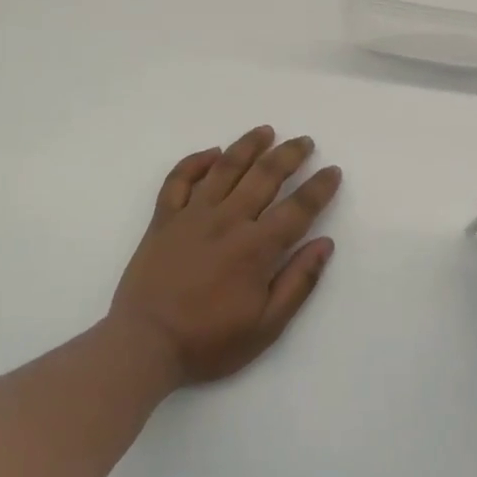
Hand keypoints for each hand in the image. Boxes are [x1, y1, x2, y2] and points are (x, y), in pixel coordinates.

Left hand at [109, 126, 341, 387]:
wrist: (143, 345)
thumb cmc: (208, 341)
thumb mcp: (266, 327)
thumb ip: (298, 282)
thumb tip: (325, 244)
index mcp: (255, 247)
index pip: (298, 208)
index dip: (319, 188)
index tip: (333, 171)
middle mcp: (227, 220)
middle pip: (264, 176)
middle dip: (289, 155)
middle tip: (305, 142)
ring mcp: (191, 215)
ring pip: (225, 167)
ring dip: (248, 145)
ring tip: (266, 131)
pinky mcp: (163, 219)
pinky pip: (179, 179)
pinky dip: (195, 161)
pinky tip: (212, 153)